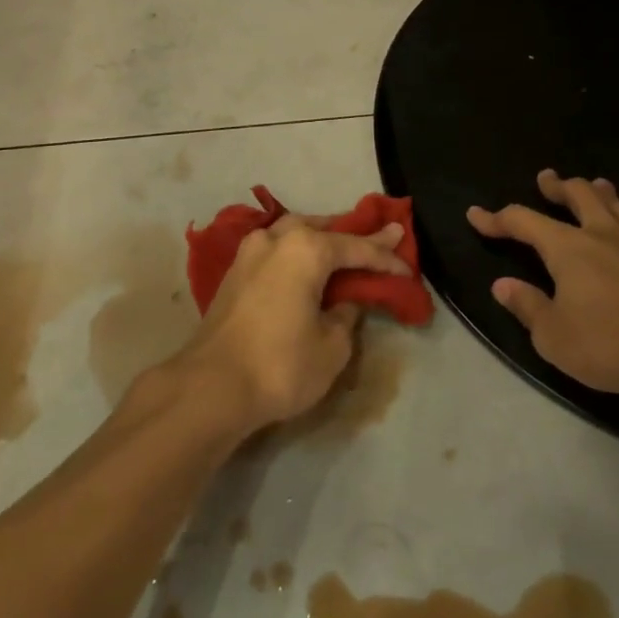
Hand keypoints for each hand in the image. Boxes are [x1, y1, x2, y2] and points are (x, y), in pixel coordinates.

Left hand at [174, 215, 410, 431]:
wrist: (210, 388)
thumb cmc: (280, 364)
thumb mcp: (332, 346)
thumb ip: (346, 316)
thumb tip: (343, 304)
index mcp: (307, 248)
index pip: (357, 248)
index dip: (386, 259)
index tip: (408, 269)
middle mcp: (277, 239)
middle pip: (325, 229)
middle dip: (355, 236)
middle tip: (386, 236)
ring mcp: (250, 253)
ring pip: (295, 234)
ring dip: (321, 238)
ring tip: (345, 246)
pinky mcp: (234, 273)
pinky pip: (277, 251)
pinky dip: (298, 253)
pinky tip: (306, 263)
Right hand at [467, 169, 618, 394]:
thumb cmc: (612, 343)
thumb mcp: (554, 336)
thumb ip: (527, 307)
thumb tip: (502, 285)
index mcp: (569, 248)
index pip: (523, 221)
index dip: (497, 218)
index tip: (476, 215)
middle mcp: (606, 236)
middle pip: (581, 196)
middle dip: (560, 186)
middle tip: (548, 178)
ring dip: (607, 196)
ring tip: (599, 187)